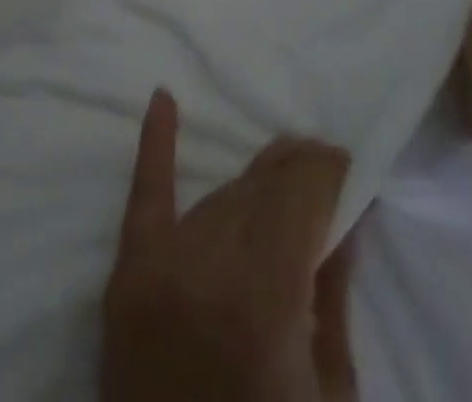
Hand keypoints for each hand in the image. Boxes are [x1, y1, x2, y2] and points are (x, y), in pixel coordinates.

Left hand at [100, 90, 358, 401]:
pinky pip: (145, 198)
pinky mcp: (124, 279)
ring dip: (255, 187)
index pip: (300, 194)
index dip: (328, 172)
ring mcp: (158, 270)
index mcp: (264, 301)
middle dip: (297, 172)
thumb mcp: (326, 396)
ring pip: (219, 197)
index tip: (347, 165)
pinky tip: (162, 100)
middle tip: (322, 168)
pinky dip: (155, 146)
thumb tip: (346, 214)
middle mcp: (206, 269)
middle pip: (260, 189)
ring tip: (282, 178)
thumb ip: (333, 297)